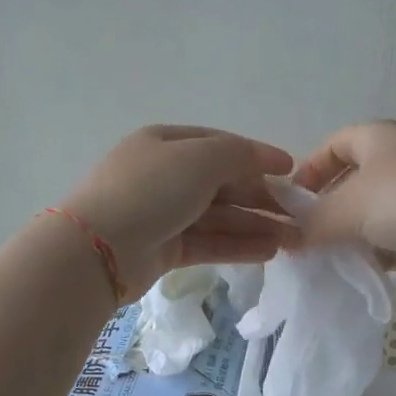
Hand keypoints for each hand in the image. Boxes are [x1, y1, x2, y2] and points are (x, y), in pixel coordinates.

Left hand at [62, 125, 295, 295]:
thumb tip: (268, 160)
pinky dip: (238, 245)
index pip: (221, 145)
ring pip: (219, 216)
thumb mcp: (199, 158)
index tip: (292, 171)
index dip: (258, 156)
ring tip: (293, 239)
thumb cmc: (150, 190)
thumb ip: (239, 154)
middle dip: (262, 197)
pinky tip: (269, 252)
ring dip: (256, 225)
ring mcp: (163, 214)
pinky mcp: (164, 249)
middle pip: (223, 183)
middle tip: (298, 214)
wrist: (97, 248)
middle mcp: (165, 175)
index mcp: (166, 143)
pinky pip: (209, 242)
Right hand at [294, 120, 395, 261]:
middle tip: (309, 238)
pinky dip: (381, 251)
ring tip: (333, 260)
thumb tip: (291, 239)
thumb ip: (313, 223)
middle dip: (330, 209)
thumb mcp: (347, 208)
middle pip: (355, 180)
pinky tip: (365, 272)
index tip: (293, 203)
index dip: (310, 170)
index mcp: (378, 137)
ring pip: (378, 212)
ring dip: (355, 234)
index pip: (334, 144)